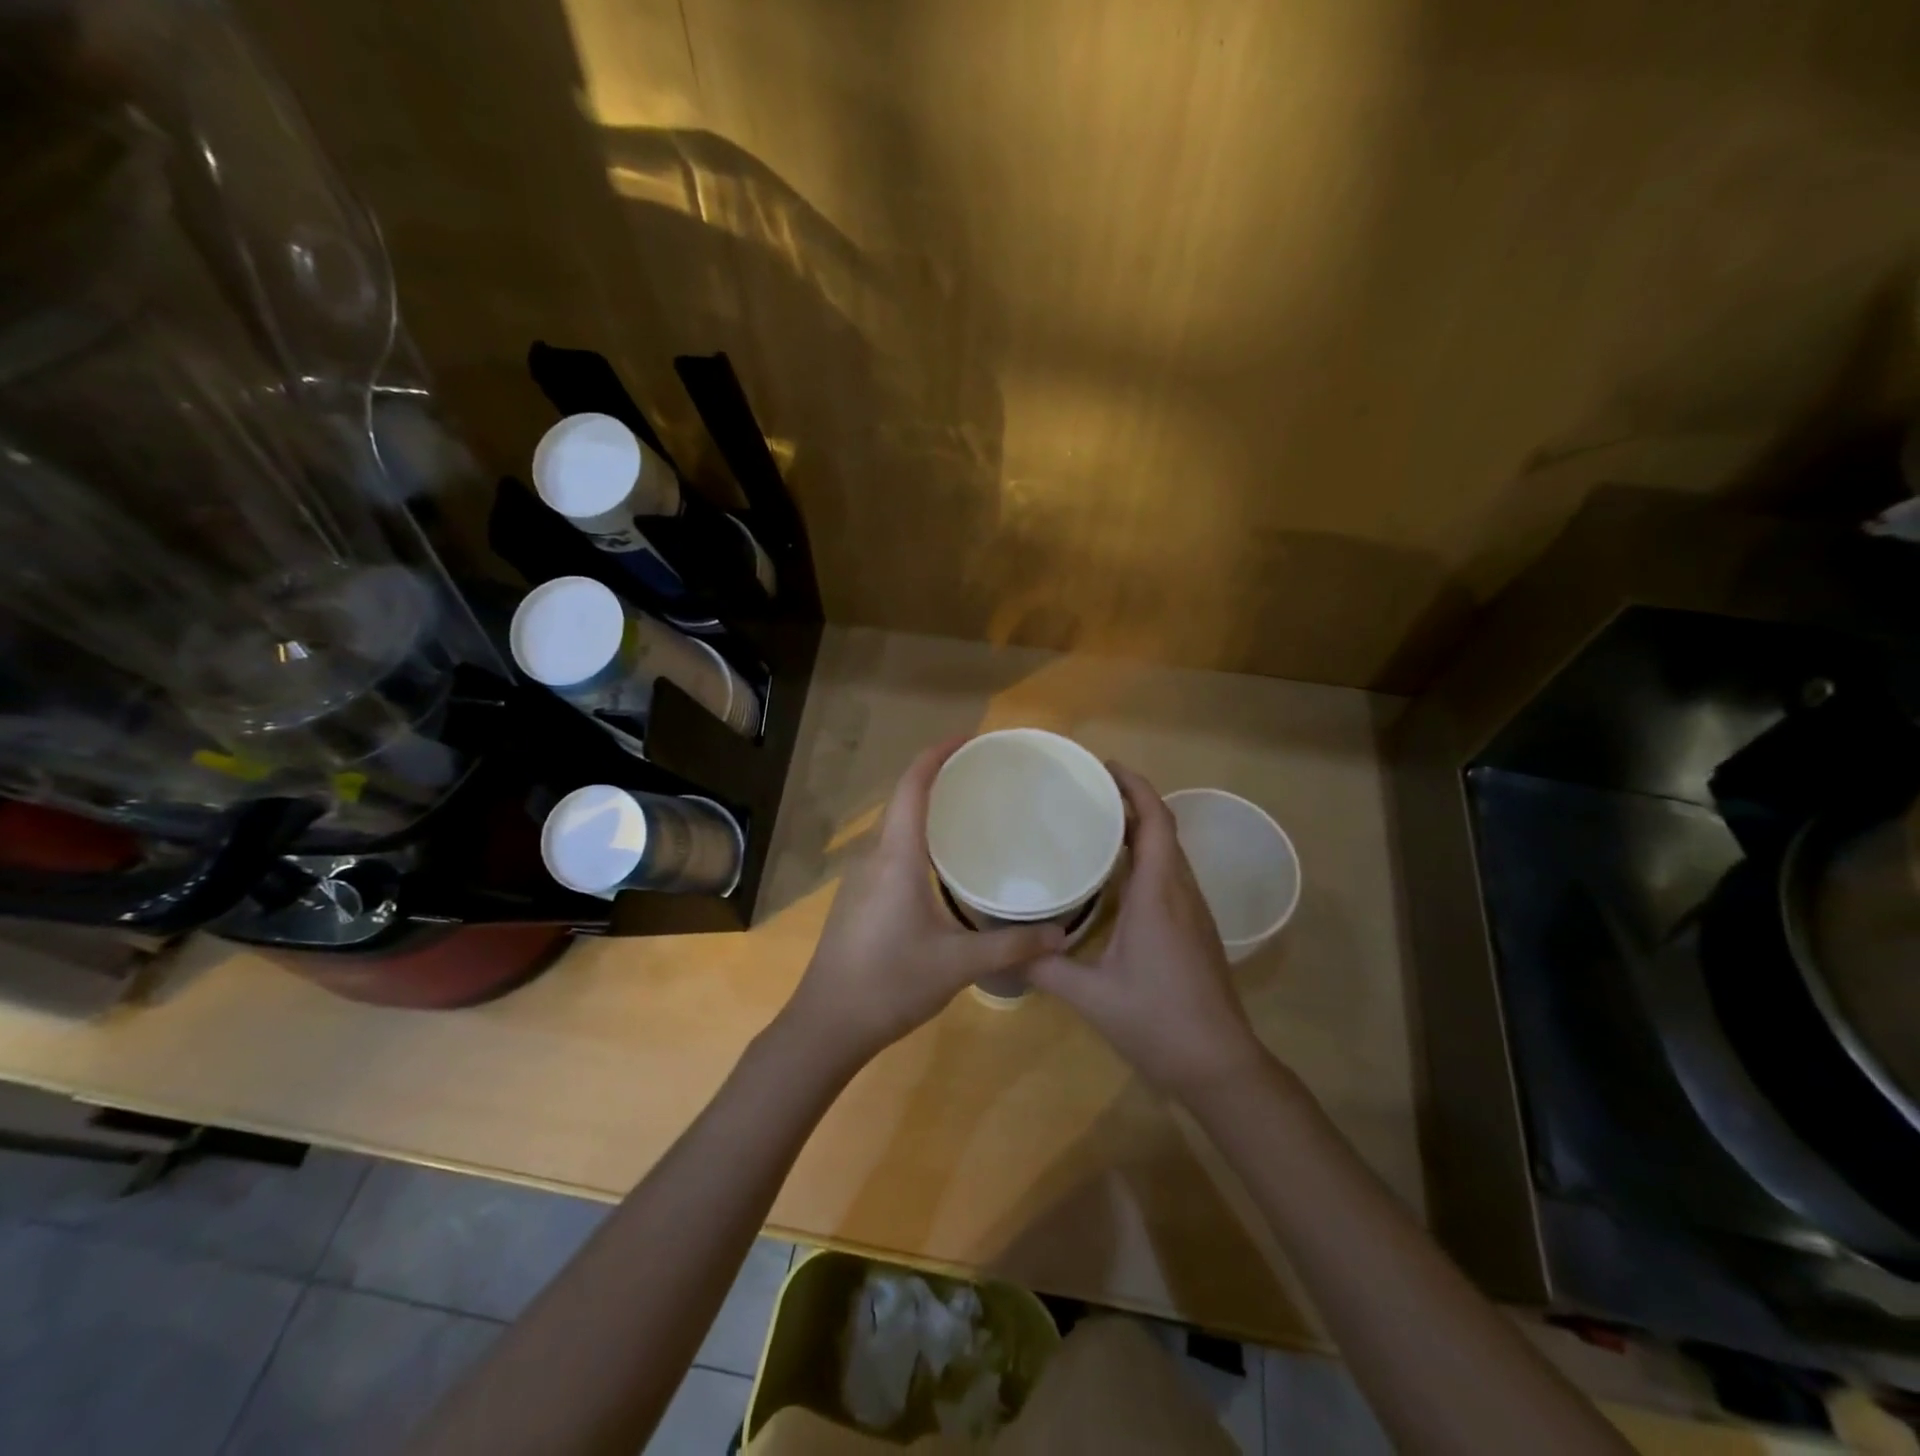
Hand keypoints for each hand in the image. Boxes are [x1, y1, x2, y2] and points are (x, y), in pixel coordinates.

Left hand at [782, 739, 1063, 1067]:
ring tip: (969, 811)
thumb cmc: (890, 984)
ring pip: (895, 826)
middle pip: (902, 800)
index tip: (967, 740)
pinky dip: (917, 837)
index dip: (936, 756)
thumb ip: (1011, 945)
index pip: (911, 787)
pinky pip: (890, 850)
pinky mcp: (858, 898)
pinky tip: (943, 862)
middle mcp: (874, 857)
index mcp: (896, 857)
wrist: (826, 1024)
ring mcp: (861, 878)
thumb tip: (1061, 934)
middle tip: (982, 776)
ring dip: (925, 808)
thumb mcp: (958, 964)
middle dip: (937, 778)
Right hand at [1029, 762, 1268, 1096]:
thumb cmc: (1158, 1023)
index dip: (1136, 788)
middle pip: (1164, 830)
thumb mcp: (1092, 997)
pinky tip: (1119, 876)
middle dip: (1132, 802)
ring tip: (1098, 823)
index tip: (1106, 767)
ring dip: (1142, 829)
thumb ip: (1045, 968)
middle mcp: (1181, 893)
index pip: (1156, 823)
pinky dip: (1148, 857)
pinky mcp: (1196, 930)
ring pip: (1170, 853)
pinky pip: (1173, 875)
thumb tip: (1004, 948)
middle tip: (1089, 792)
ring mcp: (1194, 912)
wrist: (1220, 1065)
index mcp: (1159, 895)